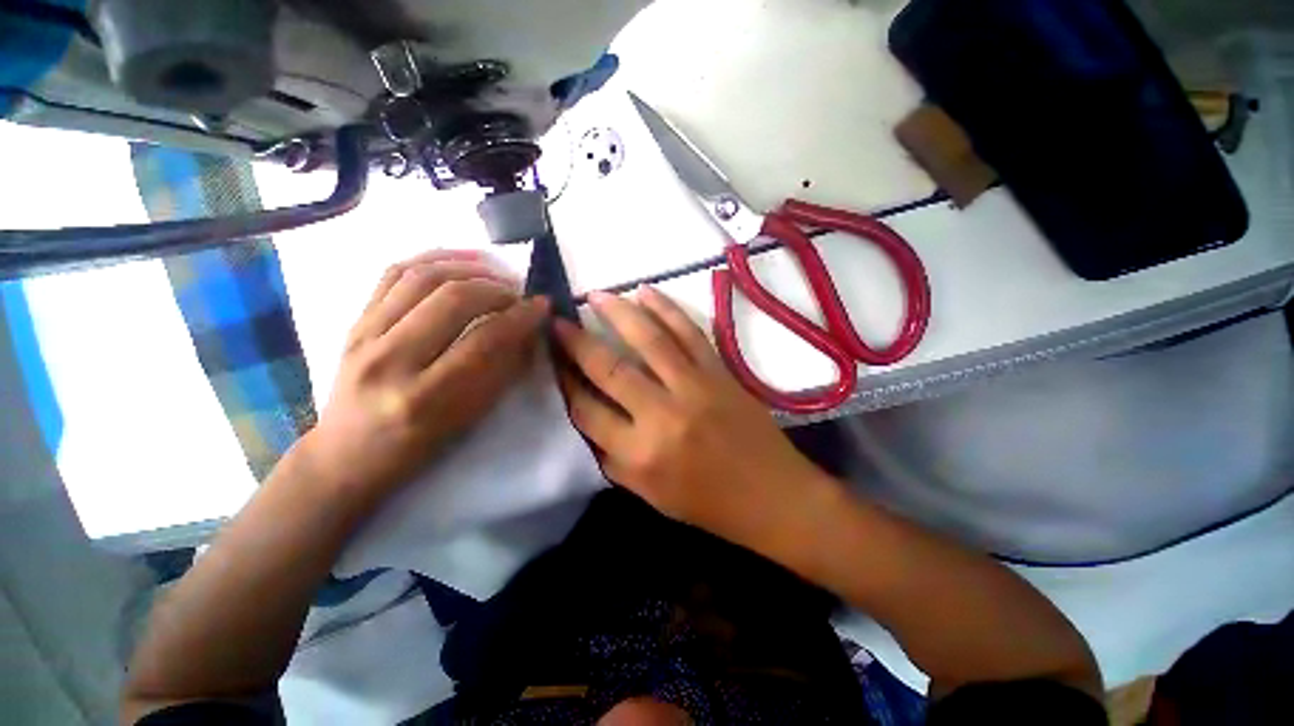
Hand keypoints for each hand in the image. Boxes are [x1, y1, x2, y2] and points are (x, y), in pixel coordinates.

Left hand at [304, 250, 548, 500]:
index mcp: (426, 398)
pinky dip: (432, 258)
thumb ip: (502, 371)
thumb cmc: (419, 445)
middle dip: (497, 289)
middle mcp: (390, 361)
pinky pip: (393, 273)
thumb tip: (528, 330)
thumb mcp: (471, 418)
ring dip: (468, 267)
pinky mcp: (353, 321)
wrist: (347, 453)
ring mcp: (364, 336)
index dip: (520, 317)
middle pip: (452, 299)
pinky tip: (460, 261)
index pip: (485, 340)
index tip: (542, 306)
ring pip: (422, 277)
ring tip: (496, 272)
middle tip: (518, 294)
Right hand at [555, 286, 835, 551]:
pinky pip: (689, 333)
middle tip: (559, 321)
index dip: (565, 384)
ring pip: (648, 340)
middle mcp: (662, 415)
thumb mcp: (649, 496)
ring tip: (595, 294)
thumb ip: (613, 460)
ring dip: (618, 312)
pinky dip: (666, 309)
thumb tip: (588, 420)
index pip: (587, 412)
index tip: (554, 362)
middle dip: (577, 342)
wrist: (772, 495)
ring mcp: (694, 387)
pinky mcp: (719, 372)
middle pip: (609, 369)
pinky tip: (645, 292)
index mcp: (641, 454)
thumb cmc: (709, 504)